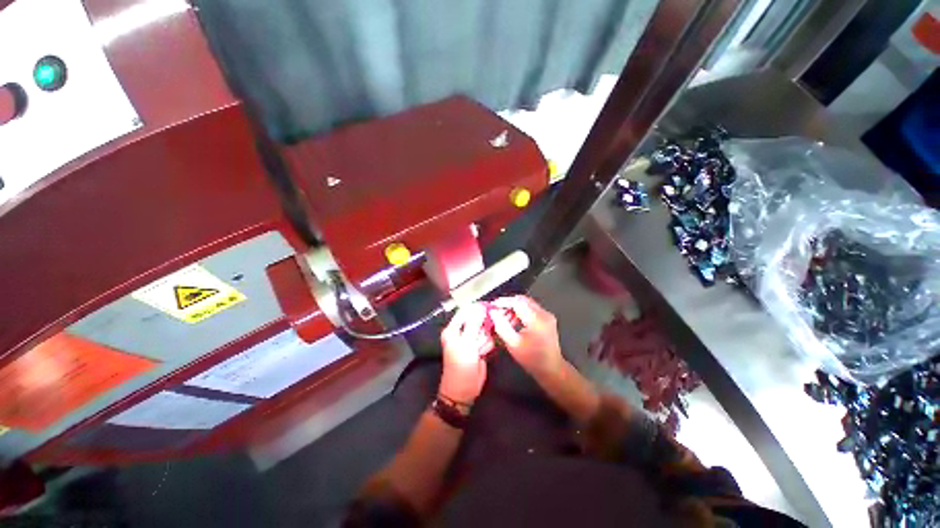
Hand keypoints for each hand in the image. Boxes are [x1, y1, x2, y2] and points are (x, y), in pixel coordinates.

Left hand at [439, 304, 492, 404]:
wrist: (464, 390)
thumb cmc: (460, 365)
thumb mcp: (466, 343)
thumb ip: (474, 324)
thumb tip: (481, 307)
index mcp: (453, 328)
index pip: (466, 310)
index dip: (478, 308)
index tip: (490, 308)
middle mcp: (462, 331)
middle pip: (478, 319)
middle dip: (484, 327)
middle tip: (481, 338)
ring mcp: (472, 339)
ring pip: (485, 329)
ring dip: (485, 339)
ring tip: (479, 350)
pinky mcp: (480, 346)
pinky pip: (488, 339)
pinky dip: (488, 345)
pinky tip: (483, 353)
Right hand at [490, 296, 562, 379]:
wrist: (551, 369)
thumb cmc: (531, 359)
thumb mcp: (513, 344)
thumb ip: (501, 326)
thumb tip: (493, 312)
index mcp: (536, 320)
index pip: (517, 302)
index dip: (503, 302)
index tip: (492, 306)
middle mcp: (544, 314)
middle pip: (522, 300)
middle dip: (508, 304)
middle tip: (497, 312)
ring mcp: (547, 315)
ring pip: (526, 303)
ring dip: (514, 308)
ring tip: (505, 319)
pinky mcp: (547, 318)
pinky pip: (531, 308)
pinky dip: (521, 312)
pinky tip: (515, 322)